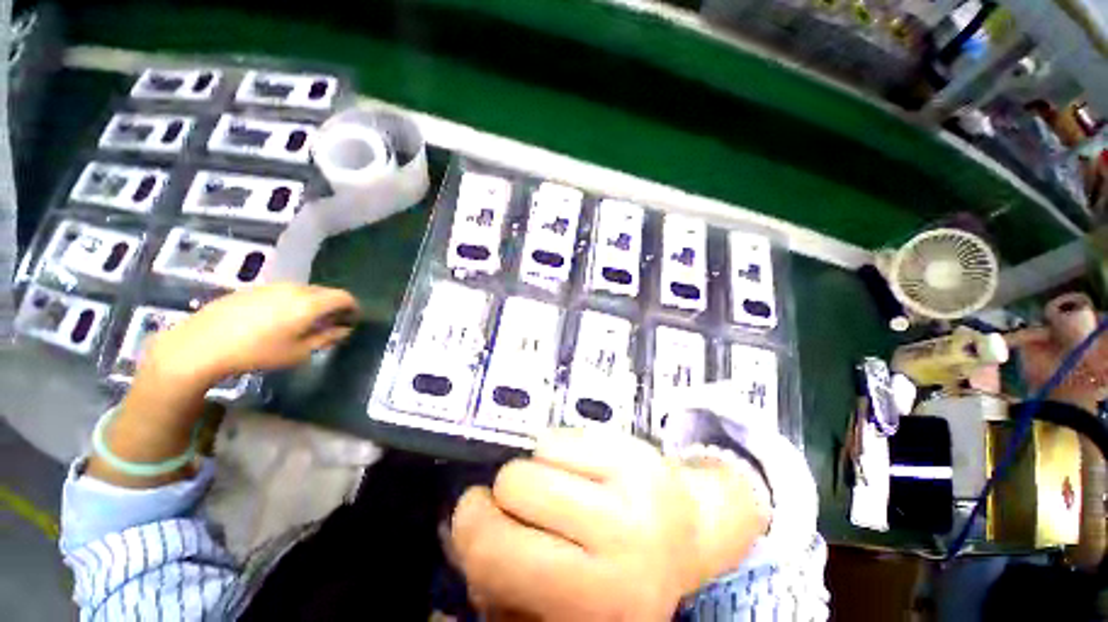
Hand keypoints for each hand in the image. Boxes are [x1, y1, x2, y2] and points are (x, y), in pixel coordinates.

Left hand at [145, 284, 359, 384]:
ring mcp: (272, 286)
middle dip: (333, 306)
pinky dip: (292, 302)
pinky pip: (283, 292)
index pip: (344, 297)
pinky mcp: (253, 289)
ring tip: (304, 323)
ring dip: (313, 304)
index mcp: (310, 303)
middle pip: (325, 292)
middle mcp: (295, 288)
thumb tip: (344, 330)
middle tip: (330, 324)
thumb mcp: (298, 352)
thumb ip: (326, 338)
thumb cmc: (257, 352)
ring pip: (304, 291)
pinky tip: (277, 320)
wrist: (201, 345)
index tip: (352, 321)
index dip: (353, 308)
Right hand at [451, 429, 768, 620]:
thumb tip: (460, 533)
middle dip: (497, 493)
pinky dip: (555, 450)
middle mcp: (616, 552)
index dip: (470, 528)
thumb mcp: (557, 599)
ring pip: (535, 457)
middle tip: (510, 499)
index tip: (474, 515)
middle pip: (513, 489)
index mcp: (590, 608)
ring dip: (530, 470)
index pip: (497, 556)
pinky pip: (561, 437)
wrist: (685, 532)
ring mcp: (631, 494)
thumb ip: (504, 579)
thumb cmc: (614, 569)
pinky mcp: (633, 453)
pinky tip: (578, 468)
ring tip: (554, 487)